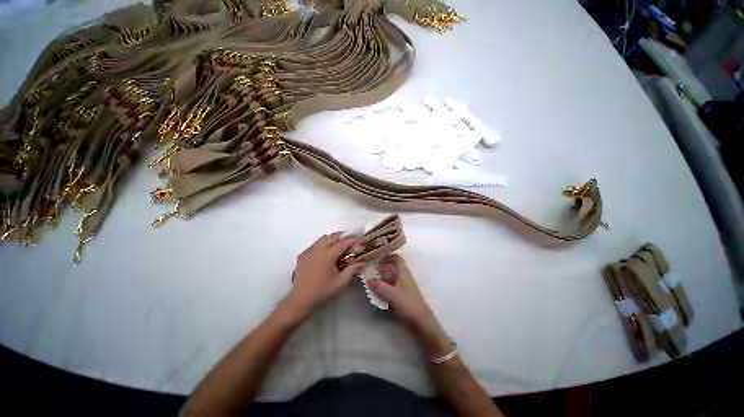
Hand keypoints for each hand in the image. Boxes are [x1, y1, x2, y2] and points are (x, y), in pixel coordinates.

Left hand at [285, 233, 364, 317]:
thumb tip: (363, 263)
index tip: (360, 241)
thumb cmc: (323, 292)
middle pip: (333, 236)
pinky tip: (326, 254)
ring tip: (339, 248)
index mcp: (328, 255)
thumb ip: (352, 269)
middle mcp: (317, 249)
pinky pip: (315, 244)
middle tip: (351, 244)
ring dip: (333, 240)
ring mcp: (309, 251)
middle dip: (343, 237)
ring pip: (323, 238)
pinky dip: (323, 245)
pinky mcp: (302, 256)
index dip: (353, 240)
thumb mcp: (341, 282)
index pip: (343, 243)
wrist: (300, 300)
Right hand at [368, 254, 439, 332]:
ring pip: (391, 278)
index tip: (376, 259)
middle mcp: (404, 277)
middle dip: (381, 269)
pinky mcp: (402, 295)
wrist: (421, 321)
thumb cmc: (408, 304)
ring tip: (371, 282)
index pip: (397, 258)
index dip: (387, 256)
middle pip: (392, 268)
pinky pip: (391, 287)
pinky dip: (384, 288)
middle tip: (369, 272)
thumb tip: (368, 280)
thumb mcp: (392, 295)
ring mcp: (404, 286)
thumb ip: (380, 287)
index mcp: (404, 273)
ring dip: (382, 279)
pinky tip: (377, 293)